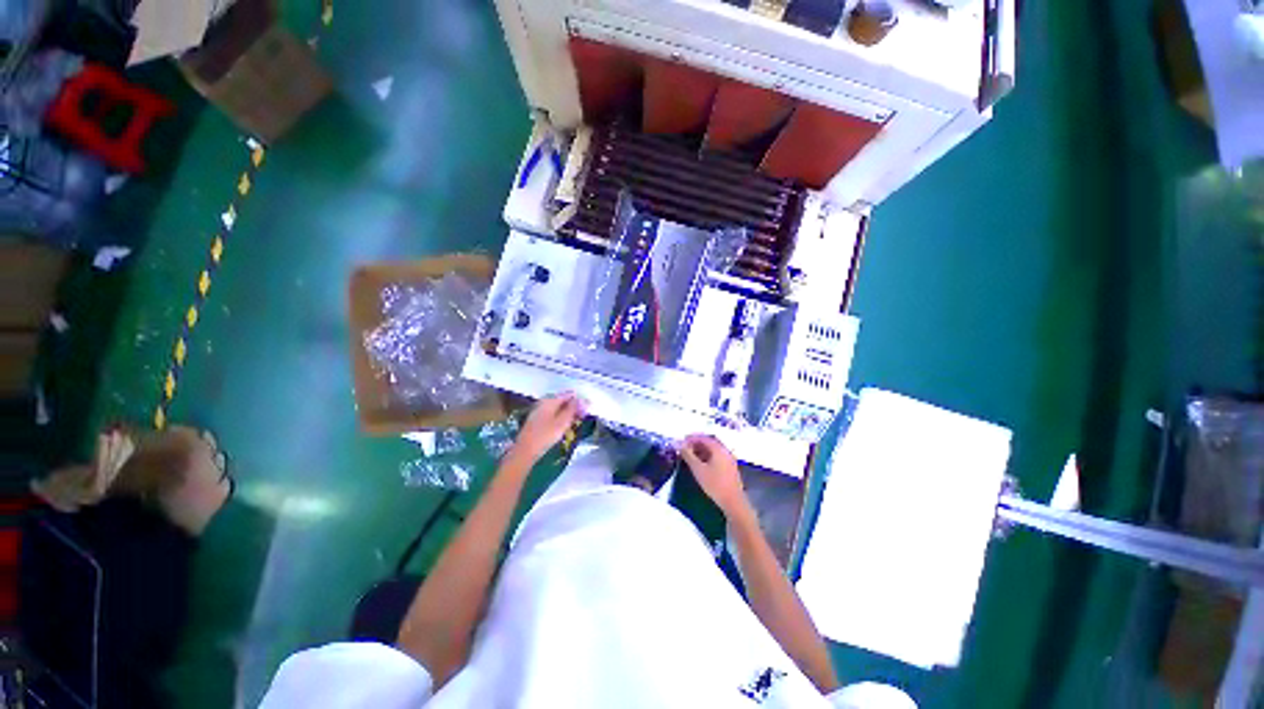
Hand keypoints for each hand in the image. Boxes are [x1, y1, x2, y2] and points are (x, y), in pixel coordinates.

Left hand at [513, 392, 584, 460]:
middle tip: (582, 416)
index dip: (579, 400)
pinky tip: (564, 426)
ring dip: (567, 413)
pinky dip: (560, 417)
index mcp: (550, 401)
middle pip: (562, 401)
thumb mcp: (562, 422)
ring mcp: (539, 411)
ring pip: (557, 408)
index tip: (586, 409)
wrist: (525, 451)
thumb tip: (581, 399)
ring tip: (575, 422)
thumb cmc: (545, 435)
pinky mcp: (537, 420)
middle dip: (573, 407)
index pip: (568, 395)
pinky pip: (552, 414)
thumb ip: (573, 409)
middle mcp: (543, 403)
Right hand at [679, 434, 748, 517]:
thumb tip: (678, 444)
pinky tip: (700, 464)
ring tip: (690, 456)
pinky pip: (717, 456)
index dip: (691, 438)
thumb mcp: (698, 469)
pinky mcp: (730, 467)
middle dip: (696, 444)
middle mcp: (725, 451)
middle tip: (684, 449)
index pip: (703, 437)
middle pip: (709, 442)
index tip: (681, 442)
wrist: (733, 502)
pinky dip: (707, 457)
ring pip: (713, 450)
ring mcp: (729, 459)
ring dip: (701, 450)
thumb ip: (688, 455)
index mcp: (719, 448)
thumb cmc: (714, 484)